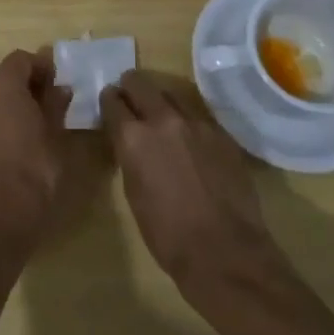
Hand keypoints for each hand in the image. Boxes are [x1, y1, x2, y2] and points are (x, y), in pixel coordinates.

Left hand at [0, 49, 103, 259]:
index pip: (22, 59)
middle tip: (46, 106)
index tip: (58, 83)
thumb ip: (56, 104)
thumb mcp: (56, 135)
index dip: (42, 67)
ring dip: (4, 107)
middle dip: (23, 87)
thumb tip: (59, 88)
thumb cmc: (34, 170)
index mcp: (1, 84)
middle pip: (1, 78)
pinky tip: (5, 151)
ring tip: (26, 129)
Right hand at [100, 70, 282, 294]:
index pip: (112, 101)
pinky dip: (187, 120)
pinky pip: (198, 115)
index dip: (108, 101)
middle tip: (129, 99)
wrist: (225, 251)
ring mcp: (197, 123)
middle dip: (131, 87)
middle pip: (140, 83)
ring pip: (172, 94)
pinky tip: (189, 139)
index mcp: (133, 137)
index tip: (109, 104)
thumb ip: (129, 157)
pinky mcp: (222, 133)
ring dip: (161, 101)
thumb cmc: (167, 234)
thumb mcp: (133, 193)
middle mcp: (163, 120)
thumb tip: (129, 142)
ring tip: (160, 116)